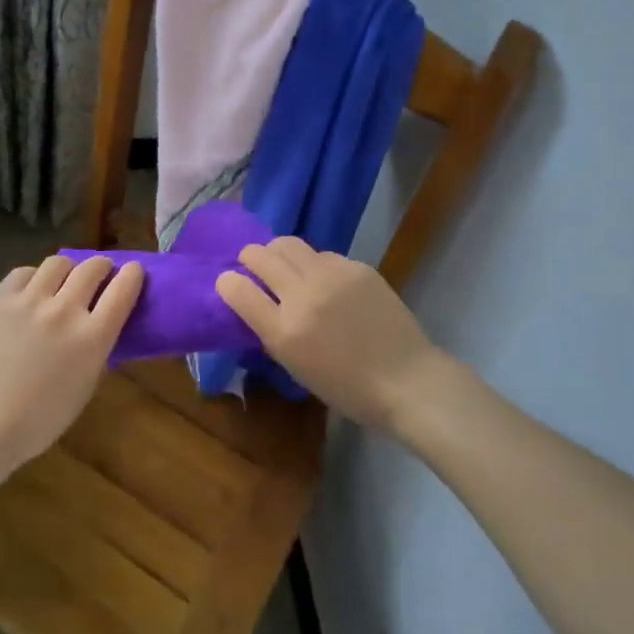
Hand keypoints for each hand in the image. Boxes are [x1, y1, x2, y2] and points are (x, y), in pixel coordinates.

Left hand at [0, 255, 143, 476]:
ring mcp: (29, 301)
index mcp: (92, 337)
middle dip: (102, 267)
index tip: (133, 271)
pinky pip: (24, 273)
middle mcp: (64, 311)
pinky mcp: (0, 299)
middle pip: (93, 267)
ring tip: (63, 281)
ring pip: (59, 262)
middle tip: (100, 274)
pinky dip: (34, 279)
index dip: (133, 275)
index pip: (123, 289)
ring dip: (68, 270)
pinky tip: (31, 293)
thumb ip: (98, 347)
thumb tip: (103, 321)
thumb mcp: (87, 384)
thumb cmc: (42, 417)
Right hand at [216, 237, 445, 431]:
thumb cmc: (348, 388)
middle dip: (249, 257)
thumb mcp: (297, 368)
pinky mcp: (357, 266)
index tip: (228, 282)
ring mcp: (332, 276)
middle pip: (261, 256)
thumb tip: (256, 303)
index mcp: (285, 331)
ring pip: (290, 244)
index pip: (238, 290)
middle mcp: (303, 296)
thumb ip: (273, 331)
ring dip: (279, 253)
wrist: (407, 380)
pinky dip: (315, 264)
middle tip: (253, 264)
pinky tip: (326, 281)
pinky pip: (323, 254)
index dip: (227, 283)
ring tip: (286, 265)